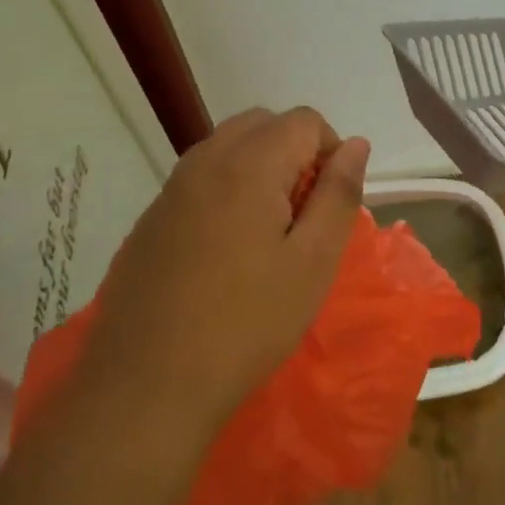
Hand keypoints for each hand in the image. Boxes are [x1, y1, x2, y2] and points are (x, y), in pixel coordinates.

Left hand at [85, 107, 369, 431]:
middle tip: (303, 215)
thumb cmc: (247, 322)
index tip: (330, 205)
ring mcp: (170, 190)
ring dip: (260, 170)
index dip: (331, 152)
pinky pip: (199, 180)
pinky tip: (226, 253)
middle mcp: (204, 162)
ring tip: (269, 234)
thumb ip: (338, 194)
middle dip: (295, 153)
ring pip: (227, 148)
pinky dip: (226, 191)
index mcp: (249, 165)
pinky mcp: (150, 220)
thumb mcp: (313, 262)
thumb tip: (356, 144)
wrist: (148, 383)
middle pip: (262, 124)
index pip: (304, 120)